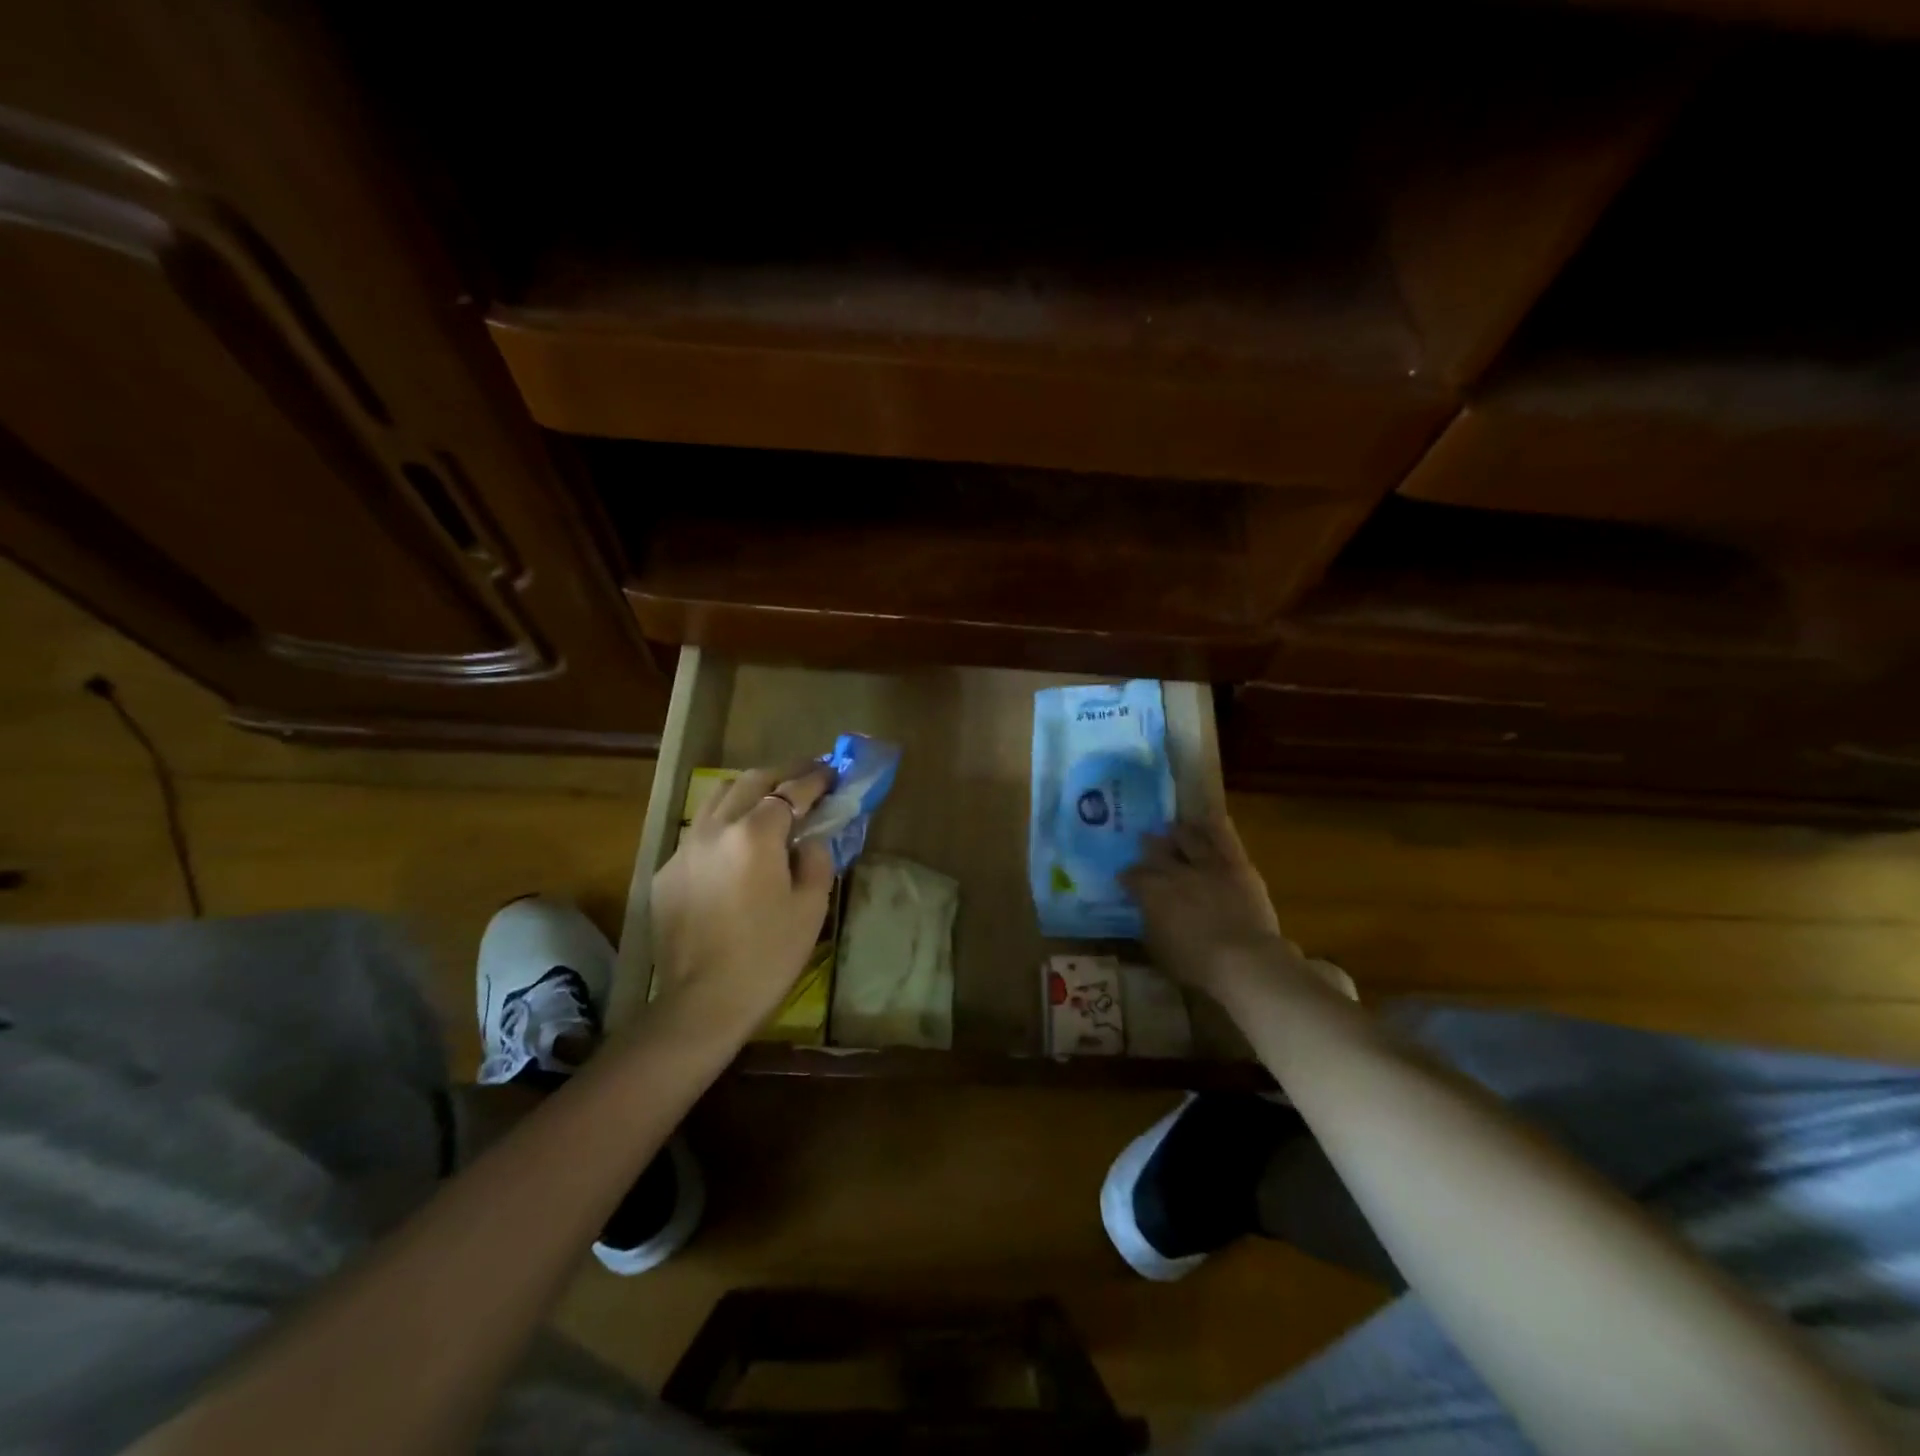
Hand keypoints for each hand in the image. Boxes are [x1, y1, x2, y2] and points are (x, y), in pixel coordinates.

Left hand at [649, 762, 835, 1042]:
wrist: (703, 1003)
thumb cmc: (768, 956)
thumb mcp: (811, 907)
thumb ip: (815, 861)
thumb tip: (808, 841)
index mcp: (755, 835)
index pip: (790, 792)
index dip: (814, 779)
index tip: (831, 773)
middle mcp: (715, 829)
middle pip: (749, 781)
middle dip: (781, 774)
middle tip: (804, 778)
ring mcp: (684, 849)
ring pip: (716, 799)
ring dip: (747, 791)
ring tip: (768, 802)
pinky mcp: (666, 873)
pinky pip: (698, 833)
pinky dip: (722, 826)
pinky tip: (735, 848)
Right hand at [1121, 815, 1300, 1005]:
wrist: (1243, 960)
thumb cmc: (1196, 964)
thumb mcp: (1159, 950)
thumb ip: (1149, 925)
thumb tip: (1145, 914)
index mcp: (1152, 892)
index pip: (1133, 876)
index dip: (1127, 876)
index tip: (1125, 878)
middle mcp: (1175, 871)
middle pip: (1156, 850)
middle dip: (1149, 846)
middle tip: (1146, 842)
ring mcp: (1206, 864)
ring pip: (1188, 837)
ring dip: (1179, 832)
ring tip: (1175, 829)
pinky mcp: (1235, 864)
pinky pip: (1223, 837)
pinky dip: (1214, 826)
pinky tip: (1208, 819)